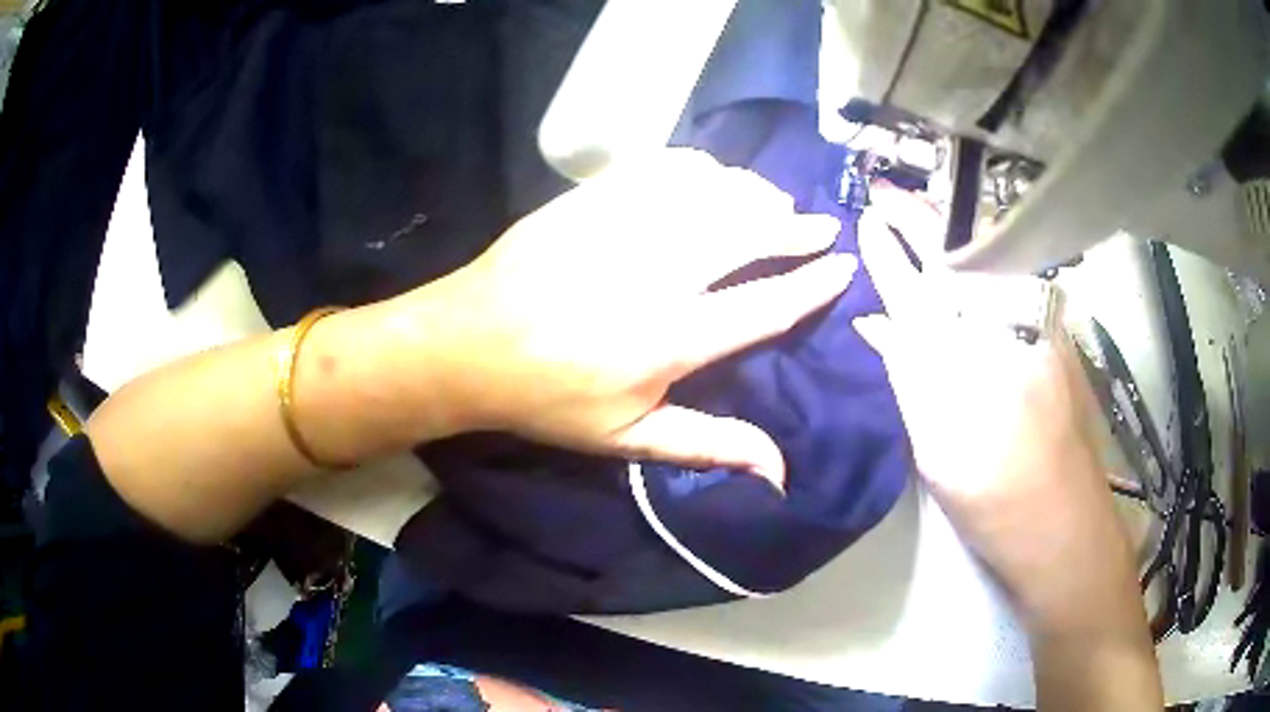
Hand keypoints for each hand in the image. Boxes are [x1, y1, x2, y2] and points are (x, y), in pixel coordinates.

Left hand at [388, 149, 855, 485]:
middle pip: (750, 233)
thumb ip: (710, 444)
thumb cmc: (549, 398)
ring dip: (755, 193)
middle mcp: (658, 273)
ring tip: (774, 202)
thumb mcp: (628, 438)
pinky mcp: (592, 199)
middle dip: (796, 227)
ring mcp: (622, 227)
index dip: (814, 283)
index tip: (842, 266)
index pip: (768, 304)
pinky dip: (701, 168)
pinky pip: (663, 167)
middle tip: (820, 224)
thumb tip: (780, 471)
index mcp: (672, 338)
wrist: (467, 344)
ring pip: (714, 192)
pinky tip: (713, 177)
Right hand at [852, 185, 1135, 623]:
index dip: (894, 250)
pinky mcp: (1059, 344)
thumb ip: (909, 375)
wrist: (1066, 534)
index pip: (929, 283)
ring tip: (921, 220)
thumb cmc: (999, 501)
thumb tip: (876, 323)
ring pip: (993, 271)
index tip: (869, 214)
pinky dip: (982, 274)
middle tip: (892, 196)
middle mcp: (1022, 323)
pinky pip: (1012, 292)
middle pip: (968, 259)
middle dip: (927, 224)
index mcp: (986, 349)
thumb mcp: (939, 448)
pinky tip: (964, 270)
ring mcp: (1047, 330)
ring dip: (954, 243)